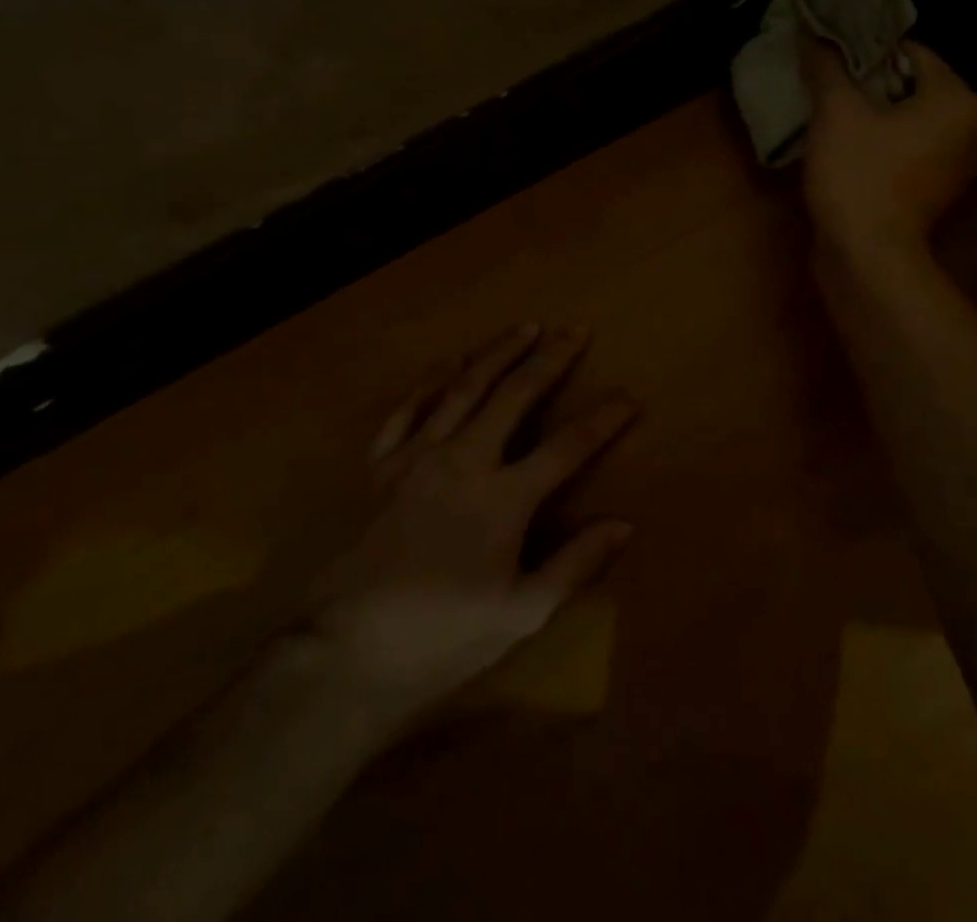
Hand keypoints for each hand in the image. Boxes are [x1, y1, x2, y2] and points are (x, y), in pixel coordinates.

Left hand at [306, 325, 636, 718]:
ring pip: (464, 388)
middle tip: (575, 329)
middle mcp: (464, 460)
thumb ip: (574, 564)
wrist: (347, 649)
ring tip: (524, 327)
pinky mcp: (383, 466)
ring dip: (497, 353)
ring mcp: (419, 457)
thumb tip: (625, 524)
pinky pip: (406, 410)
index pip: (567, 446)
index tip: (629, 395)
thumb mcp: (520, 614)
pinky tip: (446, 362)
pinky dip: (428, 382)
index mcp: (503, 498)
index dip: (602, 419)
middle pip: (515, 395)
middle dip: (550, 359)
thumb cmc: (442, 636)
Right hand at [801, 38, 976, 260]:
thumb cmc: (859, 175)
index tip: (831, 55)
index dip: (867, 49)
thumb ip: (826, 67)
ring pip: (907, 122)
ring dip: (872, 115)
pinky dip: (879, 145)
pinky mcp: (933, 195)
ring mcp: (953, 168)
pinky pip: (905, 152)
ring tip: (831, 113)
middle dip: (868, 83)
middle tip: (827, 82)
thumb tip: (812, 32)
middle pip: (911, 88)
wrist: (867, 257)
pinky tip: (845, 149)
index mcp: (958, 101)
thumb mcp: (836, 112)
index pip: (912, 52)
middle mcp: (969, 131)